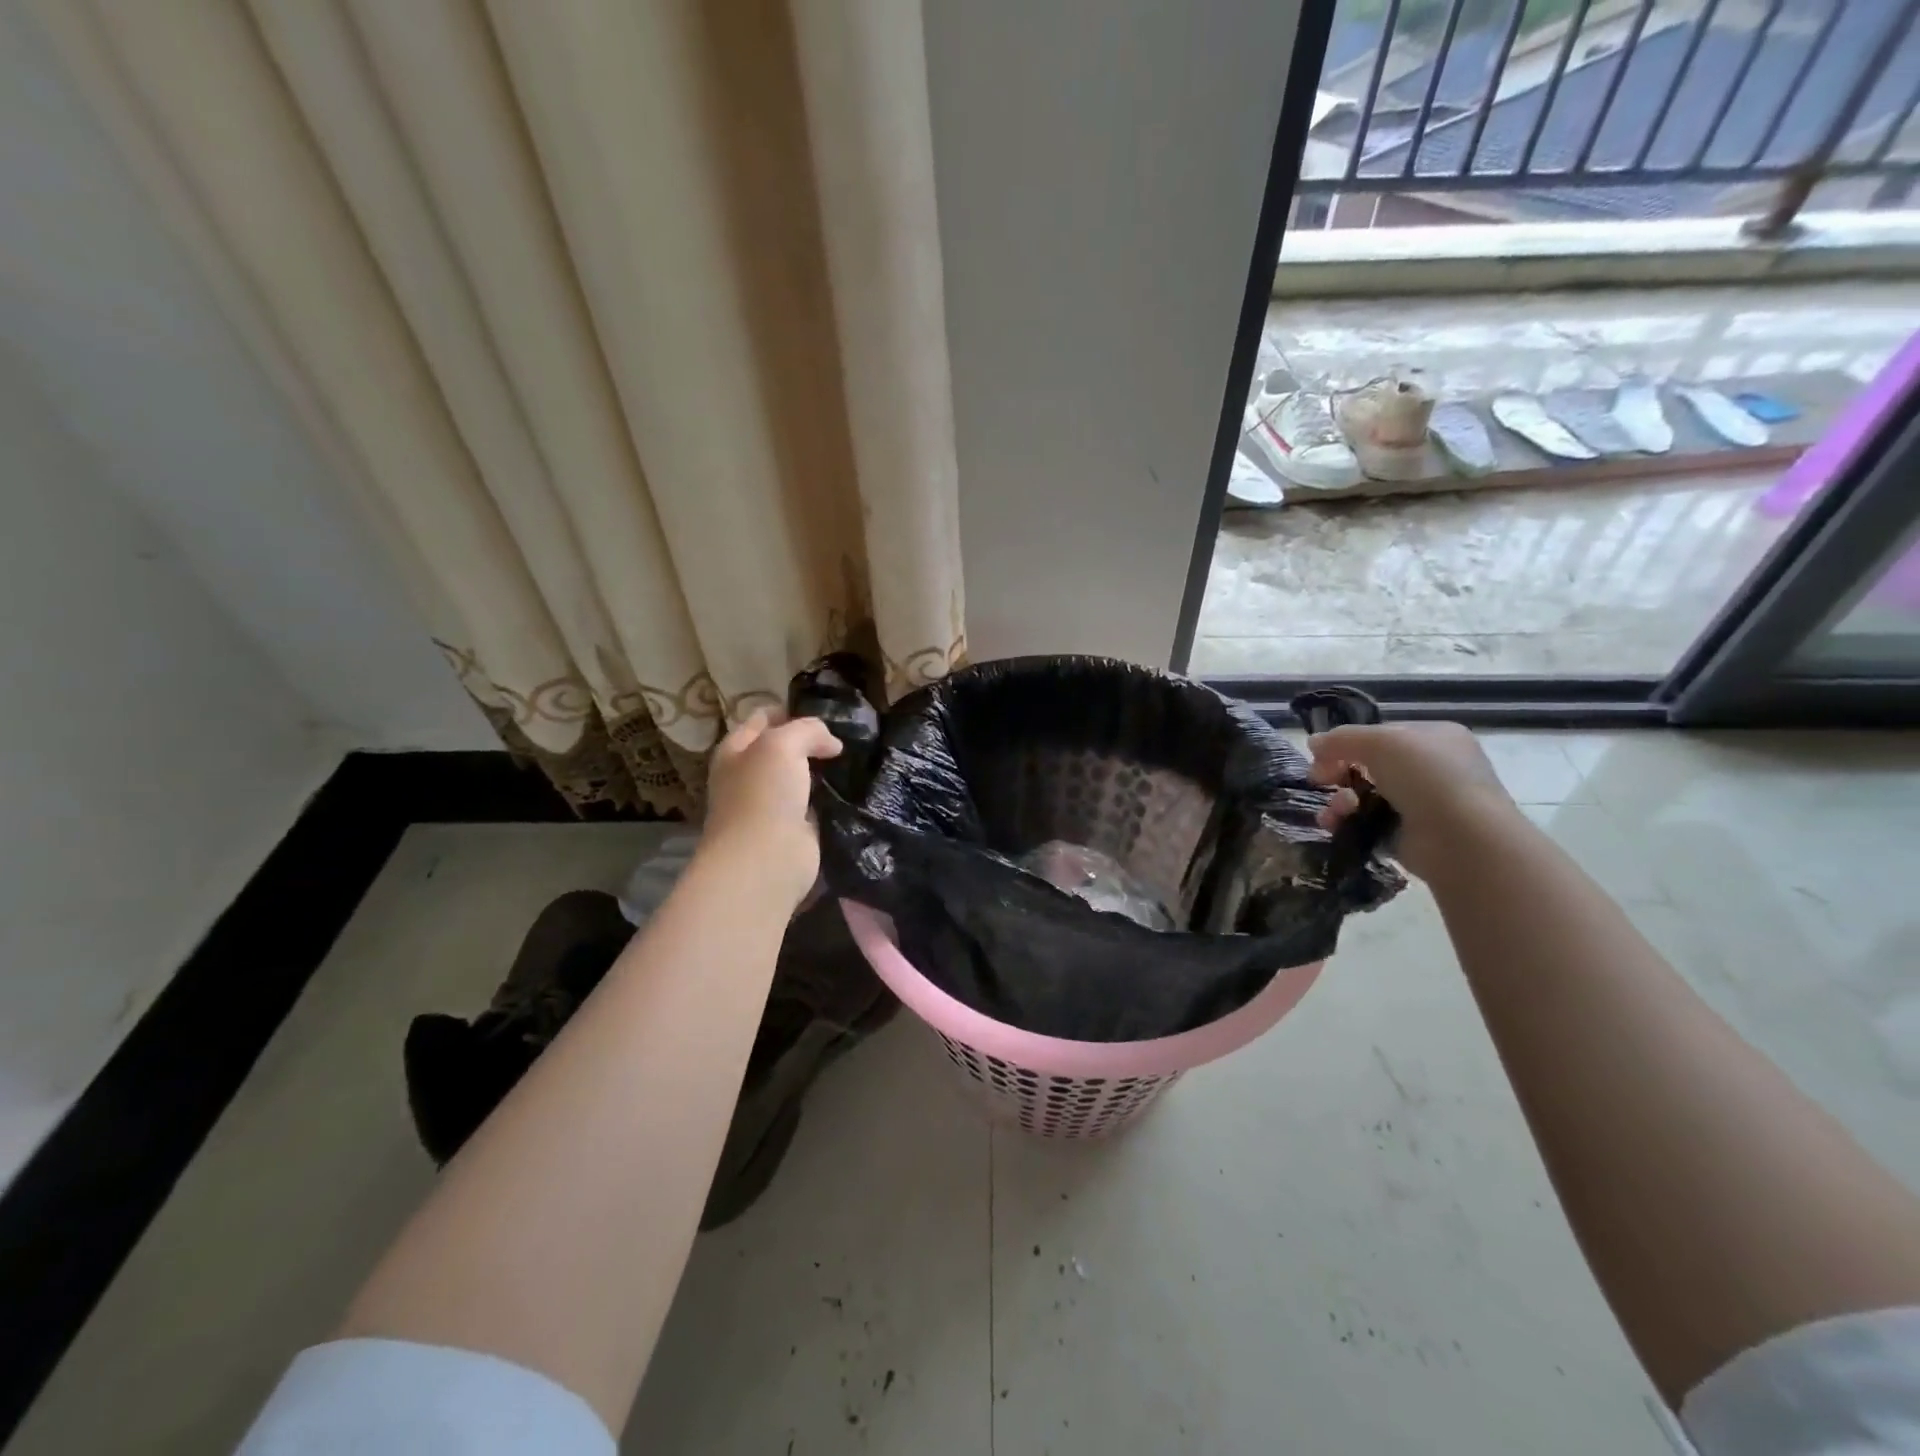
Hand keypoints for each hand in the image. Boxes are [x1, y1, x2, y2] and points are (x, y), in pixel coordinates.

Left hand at [701, 709, 843, 909]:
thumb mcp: (782, 743)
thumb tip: (831, 744)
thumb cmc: (763, 794)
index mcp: (735, 751)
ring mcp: (770, 805)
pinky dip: (831, 798)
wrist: (765, 860)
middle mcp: (749, 776)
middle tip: (846, 736)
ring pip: (801, 777)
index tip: (824, 712)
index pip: (762, 719)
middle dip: (810, 742)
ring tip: (855, 758)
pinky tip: (853, 788)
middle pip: (782, 749)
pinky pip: (815, 805)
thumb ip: (807, 730)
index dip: (789, 711)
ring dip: (823, 770)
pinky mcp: (793, 830)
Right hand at [1306, 721, 1517, 880]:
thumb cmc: (1428, 778)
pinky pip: (1368, 823)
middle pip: (1369, 765)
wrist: (1462, 839)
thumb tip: (1313, 743)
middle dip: (1339, 772)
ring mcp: (1423, 803)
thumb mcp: (1381, 742)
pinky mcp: (1410, 834)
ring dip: (1340, 800)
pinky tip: (1336, 825)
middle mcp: (1432, 768)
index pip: (1381, 734)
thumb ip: (1342, 739)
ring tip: (1336, 810)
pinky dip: (1348, 823)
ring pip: (1365, 795)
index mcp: (1435, 737)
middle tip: (1318, 781)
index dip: (1347, 742)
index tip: (1319, 755)